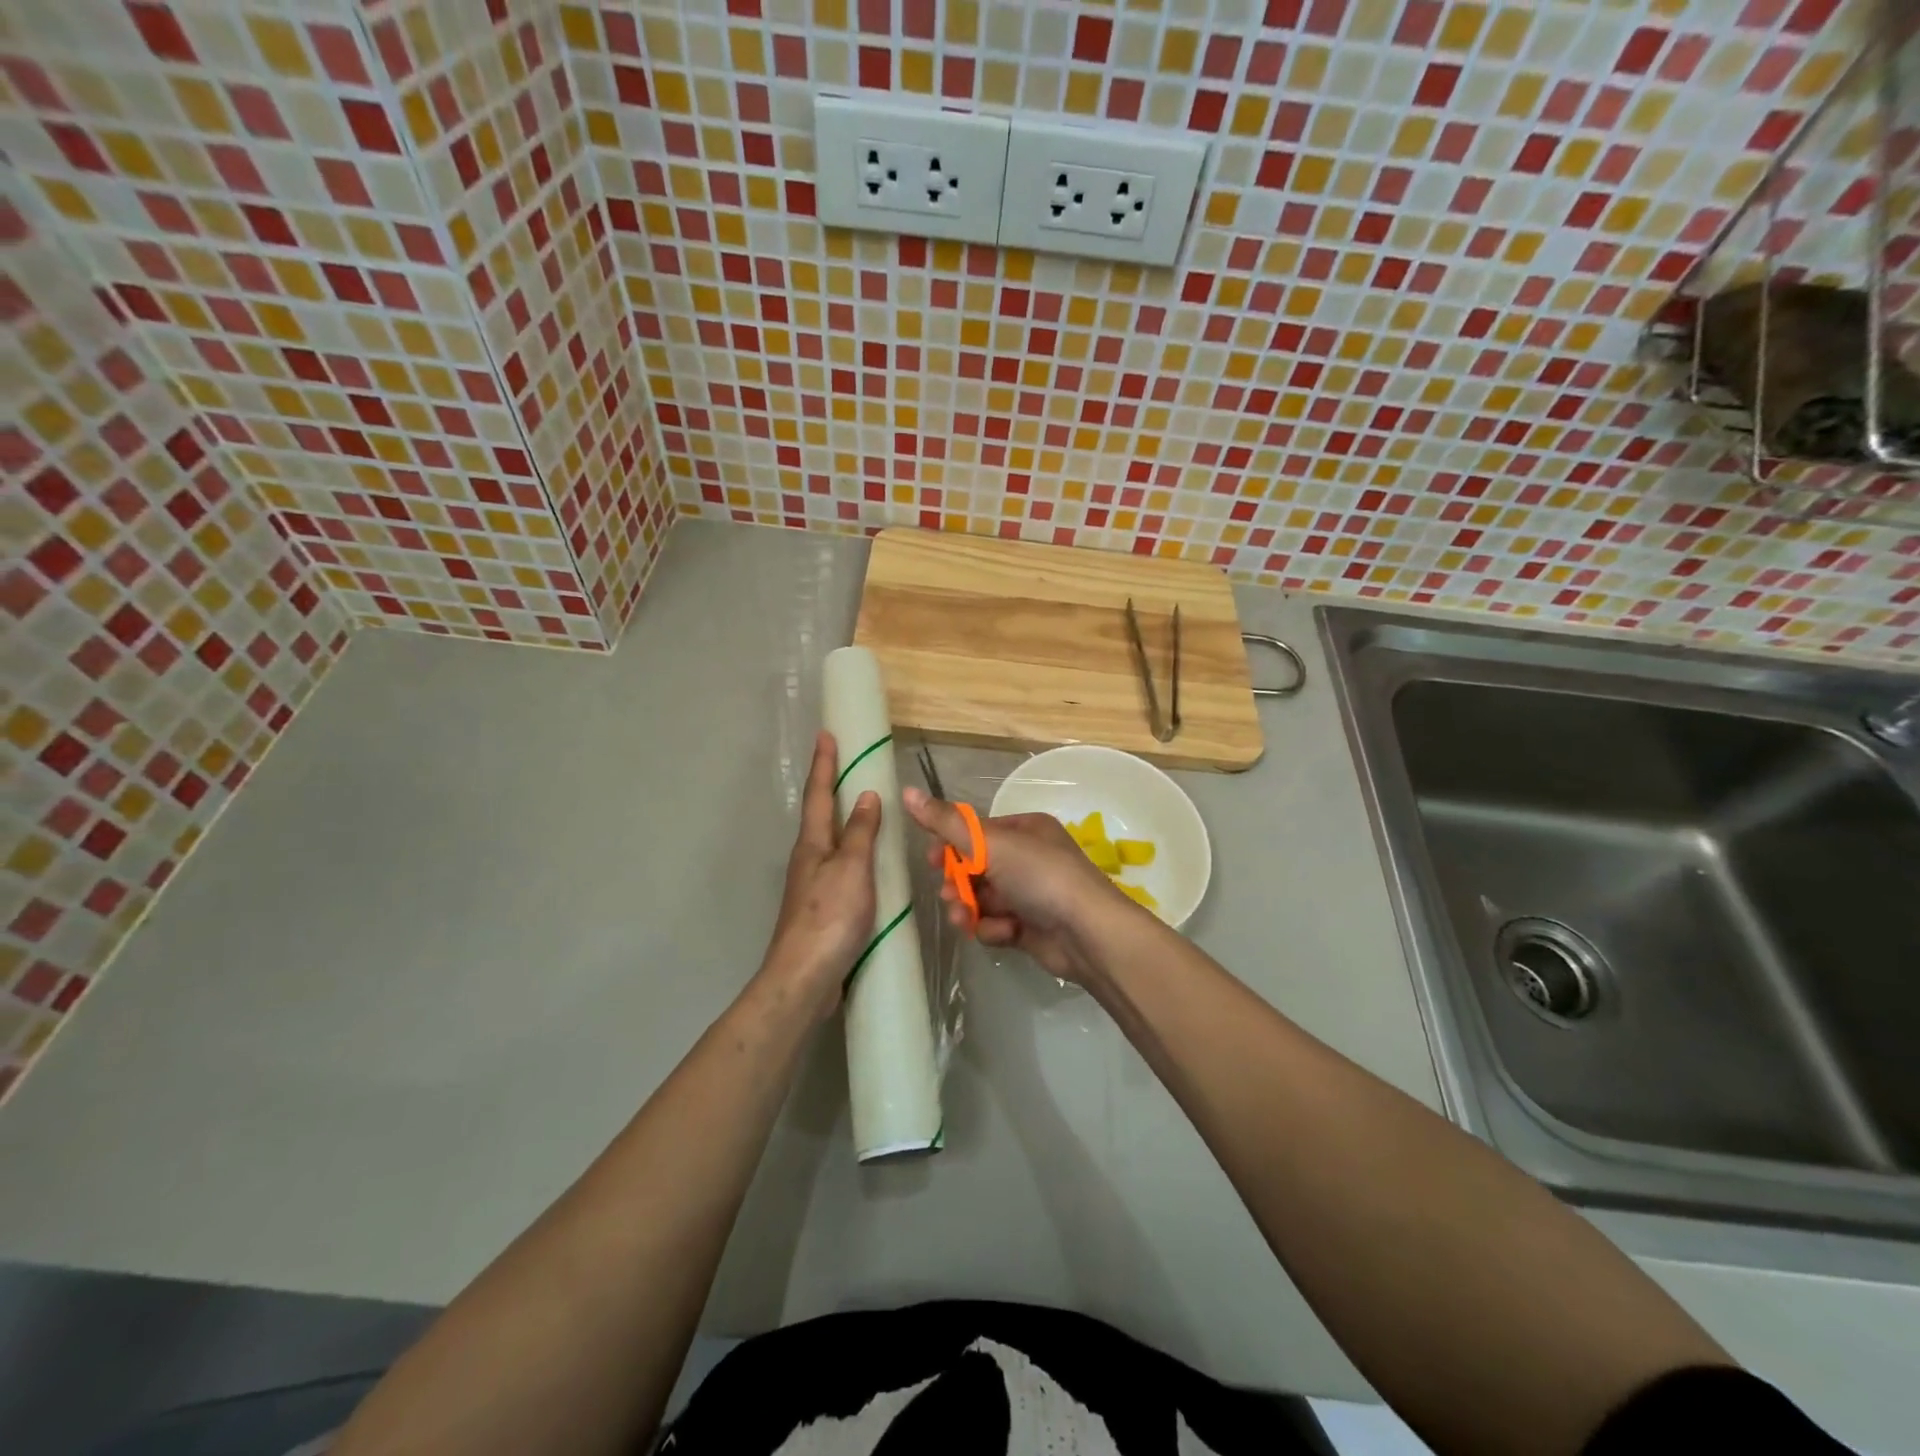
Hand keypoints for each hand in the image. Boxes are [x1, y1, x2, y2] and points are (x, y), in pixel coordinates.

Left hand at [761, 731, 881, 1021]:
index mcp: (813, 844)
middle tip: (849, 765)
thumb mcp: (852, 869)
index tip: (827, 734)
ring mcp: (813, 885)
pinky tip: (871, 864)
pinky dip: (855, 854)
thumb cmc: (829, 916)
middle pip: (821, 816)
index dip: (824, 764)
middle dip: (832, 788)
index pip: (820, 794)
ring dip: (845, 822)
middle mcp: (809, 859)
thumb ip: (861, 833)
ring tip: (866, 808)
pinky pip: (842, 869)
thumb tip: (867, 795)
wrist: (805, 978)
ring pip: (831, 843)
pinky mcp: (823, 909)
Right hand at [903, 786, 1136, 986]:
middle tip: (949, 895)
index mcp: (1024, 830)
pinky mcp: (1029, 926)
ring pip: (982, 898)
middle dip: (958, 883)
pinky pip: (996, 923)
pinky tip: (1004, 933)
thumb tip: (906, 791)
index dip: (950, 845)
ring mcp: (1029, 893)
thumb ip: (946, 822)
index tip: (930, 859)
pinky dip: (994, 929)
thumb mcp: (991, 843)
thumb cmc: (1040, 876)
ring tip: (968, 920)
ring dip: (970, 909)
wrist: (1087, 933)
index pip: (976, 833)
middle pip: (975, 867)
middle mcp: (1027, 857)